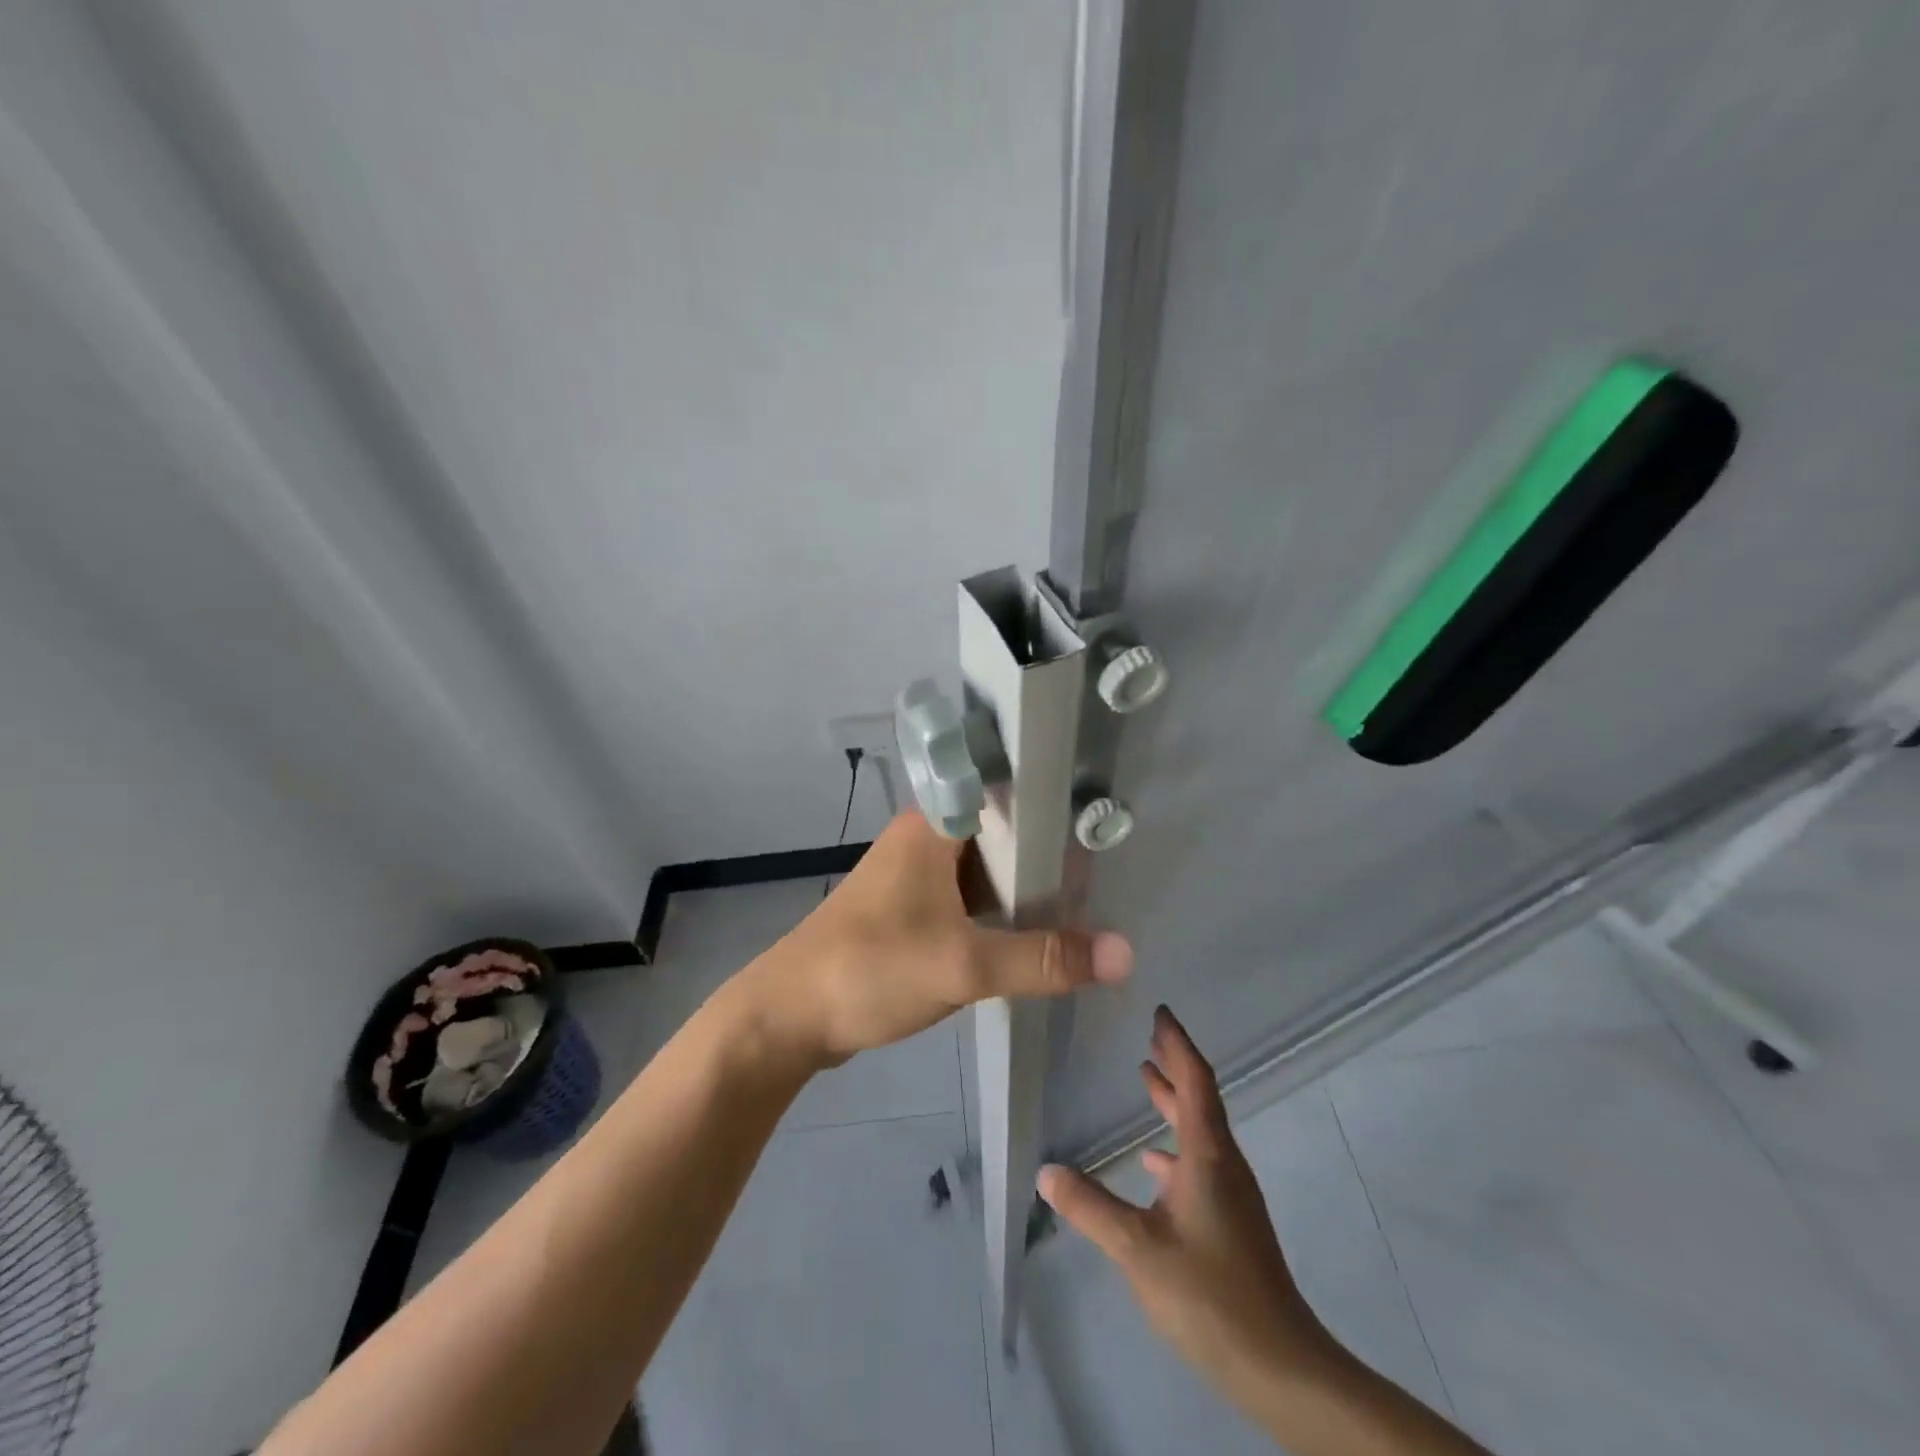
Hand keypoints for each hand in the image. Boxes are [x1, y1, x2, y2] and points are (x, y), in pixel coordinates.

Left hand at [742, 811, 1133, 1066]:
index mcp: (932, 827)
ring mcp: (914, 877)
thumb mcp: (963, 966)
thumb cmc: (871, 970)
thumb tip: (1124, 953)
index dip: (1049, 800)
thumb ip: (1043, 959)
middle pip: (999, 833)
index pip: (1002, 790)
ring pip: (984, 870)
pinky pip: (966, 900)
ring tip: (1084, 902)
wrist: (788, 1017)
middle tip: (1104, 873)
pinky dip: (998, 913)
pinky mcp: (908, 912)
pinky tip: (1033, 934)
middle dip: (1047, 854)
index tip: (1099, 818)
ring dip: (1023, 888)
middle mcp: (924, 840)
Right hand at [1038, 1007, 1330, 1397]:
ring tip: (1146, 1079)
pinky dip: (1176, 1146)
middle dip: (1175, 1065)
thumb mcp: (1137, 1248)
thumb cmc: (1210, 1294)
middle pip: (1199, 1099)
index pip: (1195, 1081)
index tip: (1160, 1012)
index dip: (1178, 1044)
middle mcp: (1223, 1164)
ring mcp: (1231, 1194)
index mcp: (1208, 1155)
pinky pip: (1200, 1163)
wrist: (1280, 1368)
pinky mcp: (1230, 1222)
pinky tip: (1153, 1164)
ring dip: (1174, 1102)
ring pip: (1200, 1131)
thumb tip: (1045, 1171)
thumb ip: (1090, 1207)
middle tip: (1149, 1034)